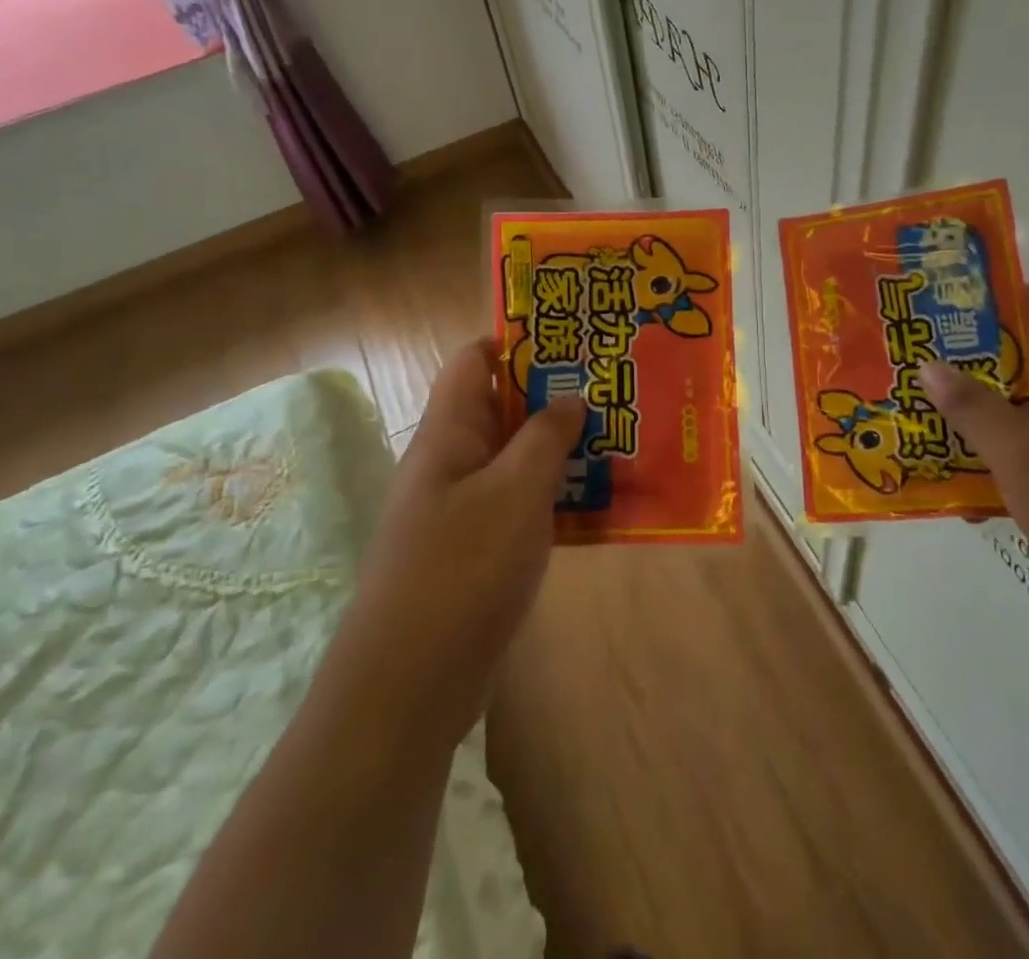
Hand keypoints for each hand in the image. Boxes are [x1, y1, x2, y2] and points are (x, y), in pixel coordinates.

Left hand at [340, 338, 584, 746]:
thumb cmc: (461, 570)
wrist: (409, 686)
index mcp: (449, 432)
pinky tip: (600, 501)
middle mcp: (451, 461)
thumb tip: (569, 397)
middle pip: (502, 408)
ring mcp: (462, 508)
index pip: (476, 360)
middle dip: (553, 395)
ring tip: (618, 437)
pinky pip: (518, 504)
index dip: (519, 342)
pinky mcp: (476, 550)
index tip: (574, 341)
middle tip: (613, 388)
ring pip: (515, 458)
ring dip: (560, 448)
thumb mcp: (515, 492)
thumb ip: (545, 438)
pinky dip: (553, 495)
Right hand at [919, 286, 1028, 668]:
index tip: (943, 316)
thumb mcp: (1024, 457)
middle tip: (919, 372)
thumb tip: (930, 365)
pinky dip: (1008, 463)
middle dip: (975, 366)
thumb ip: (973, 408)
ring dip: (986, 419)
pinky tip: (967, 491)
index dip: (997, 301)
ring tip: (929, 425)